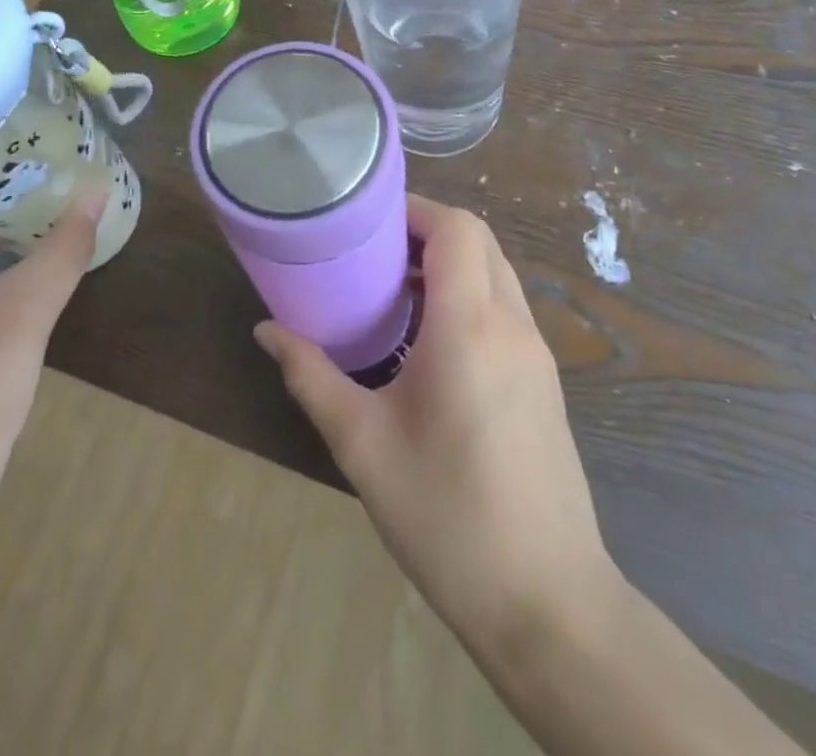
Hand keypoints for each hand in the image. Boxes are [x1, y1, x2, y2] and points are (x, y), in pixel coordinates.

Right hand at [254, 196, 613, 649]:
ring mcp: (537, 353)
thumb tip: (267, 331)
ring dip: (451, 261)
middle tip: (373, 249)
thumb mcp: (363, 444)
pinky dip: (470, 293)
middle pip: (479, 240)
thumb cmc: (447, 517)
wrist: (548, 605)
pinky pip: (505, 307)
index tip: (368, 218)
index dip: (414, 209)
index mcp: (470, 327)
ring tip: (394, 287)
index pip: (456, 229)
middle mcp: (511, 325)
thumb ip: (312, 376)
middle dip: (428, 229)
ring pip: (497, 271)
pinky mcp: (545, 381)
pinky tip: (430, 337)